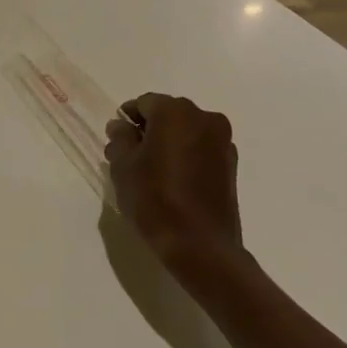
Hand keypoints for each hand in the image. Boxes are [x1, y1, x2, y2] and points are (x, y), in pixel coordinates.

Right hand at [105, 94, 244, 281]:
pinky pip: (200, 148)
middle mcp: (204, 118)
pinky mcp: (230, 164)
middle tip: (130, 155)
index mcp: (175, 112)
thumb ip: (120, 139)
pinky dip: (184, 155)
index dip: (126, 119)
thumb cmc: (154, 198)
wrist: (199, 244)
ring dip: (167, 142)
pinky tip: (172, 180)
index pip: (144, 103)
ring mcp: (222, 141)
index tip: (116, 140)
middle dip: (148, 129)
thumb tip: (121, 126)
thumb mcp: (123, 166)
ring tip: (151, 170)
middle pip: (168, 114)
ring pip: (185, 131)